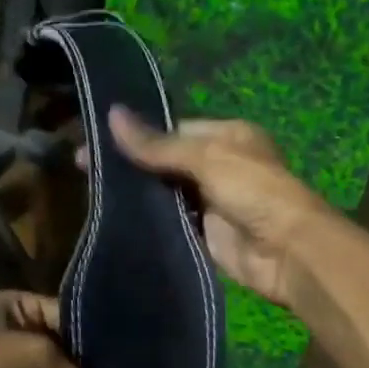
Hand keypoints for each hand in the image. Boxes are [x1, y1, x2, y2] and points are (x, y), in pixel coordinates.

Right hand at [106, 107, 340, 309]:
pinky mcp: (202, 235)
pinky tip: (113, 219)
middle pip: (165, 161)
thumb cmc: (254, 191)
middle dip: (129, 164)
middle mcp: (217, 166)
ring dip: (134, 194)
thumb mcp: (207, 158)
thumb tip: (111, 115)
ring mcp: (209, 202)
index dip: (135, 134)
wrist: (287, 252)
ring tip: (89, 192)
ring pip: (163, 193)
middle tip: (81, 167)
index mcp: (225, 137)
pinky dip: (146, 221)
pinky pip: (168, 223)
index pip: (172, 130)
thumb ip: (158, 144)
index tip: (93, 141)